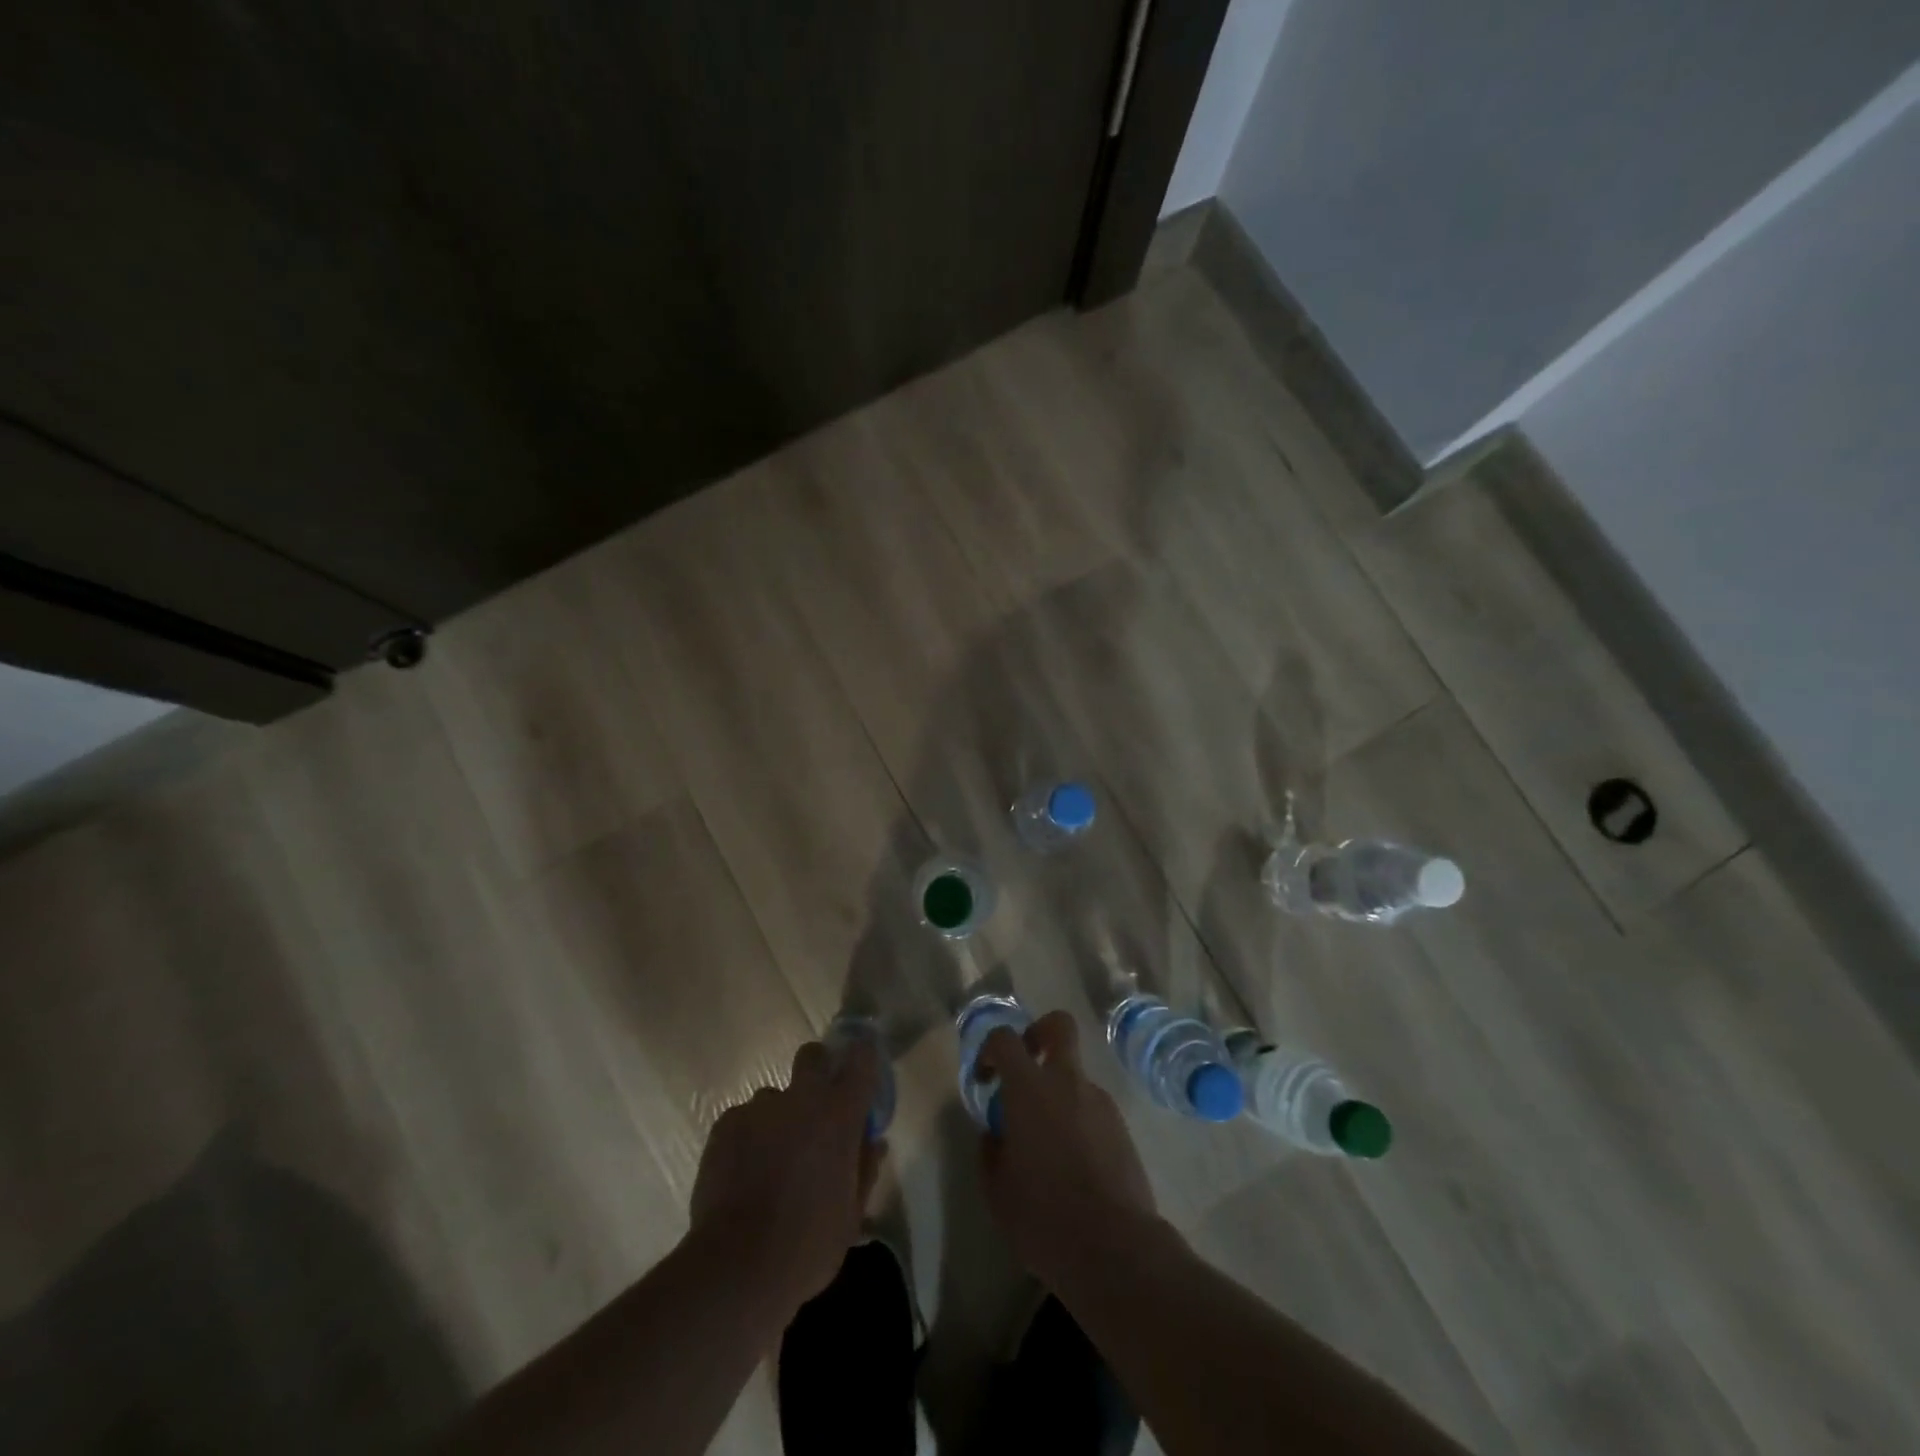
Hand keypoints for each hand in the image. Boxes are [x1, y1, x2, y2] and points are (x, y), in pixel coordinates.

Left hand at [689, 1038, 883, 1315]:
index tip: (863, 1068)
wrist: (737, 1268)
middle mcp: (801, 1098)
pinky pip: (743, 1119)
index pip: (861, 1058)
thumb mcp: (851, 1215)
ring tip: (772, 1160)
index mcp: (840, 1114)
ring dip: (779, 1118)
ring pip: (774, 1096)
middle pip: (812, 1056)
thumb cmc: (808, 1244)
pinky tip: (743, 1174)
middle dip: (817, 1071)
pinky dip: (748, 1138)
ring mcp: (759, 1108)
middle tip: (816, 1110)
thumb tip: (872, 1143)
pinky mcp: (725, 1125)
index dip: (863, 1057)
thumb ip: (864, 1169)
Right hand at [977, 1011, 1158, 1284]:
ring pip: (1076, 1076)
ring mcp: (1100, 1102)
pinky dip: (1079, 1122)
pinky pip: (1093, 1109)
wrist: (1114, 1247)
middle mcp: (1067, 1082)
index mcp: (1029, 1088)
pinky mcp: (1122, 1128)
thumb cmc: (1042, 1215)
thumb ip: (990, 1150)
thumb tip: (996, 1133)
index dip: (990, 1049)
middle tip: (1026, 1067)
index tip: (985, 1078)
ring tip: (1048, 1146)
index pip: (1005, 1039)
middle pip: (1059, 1026)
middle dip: (1039, 1033)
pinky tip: (1074, 1166)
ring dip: (1059, 1094)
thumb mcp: (996, 1189)